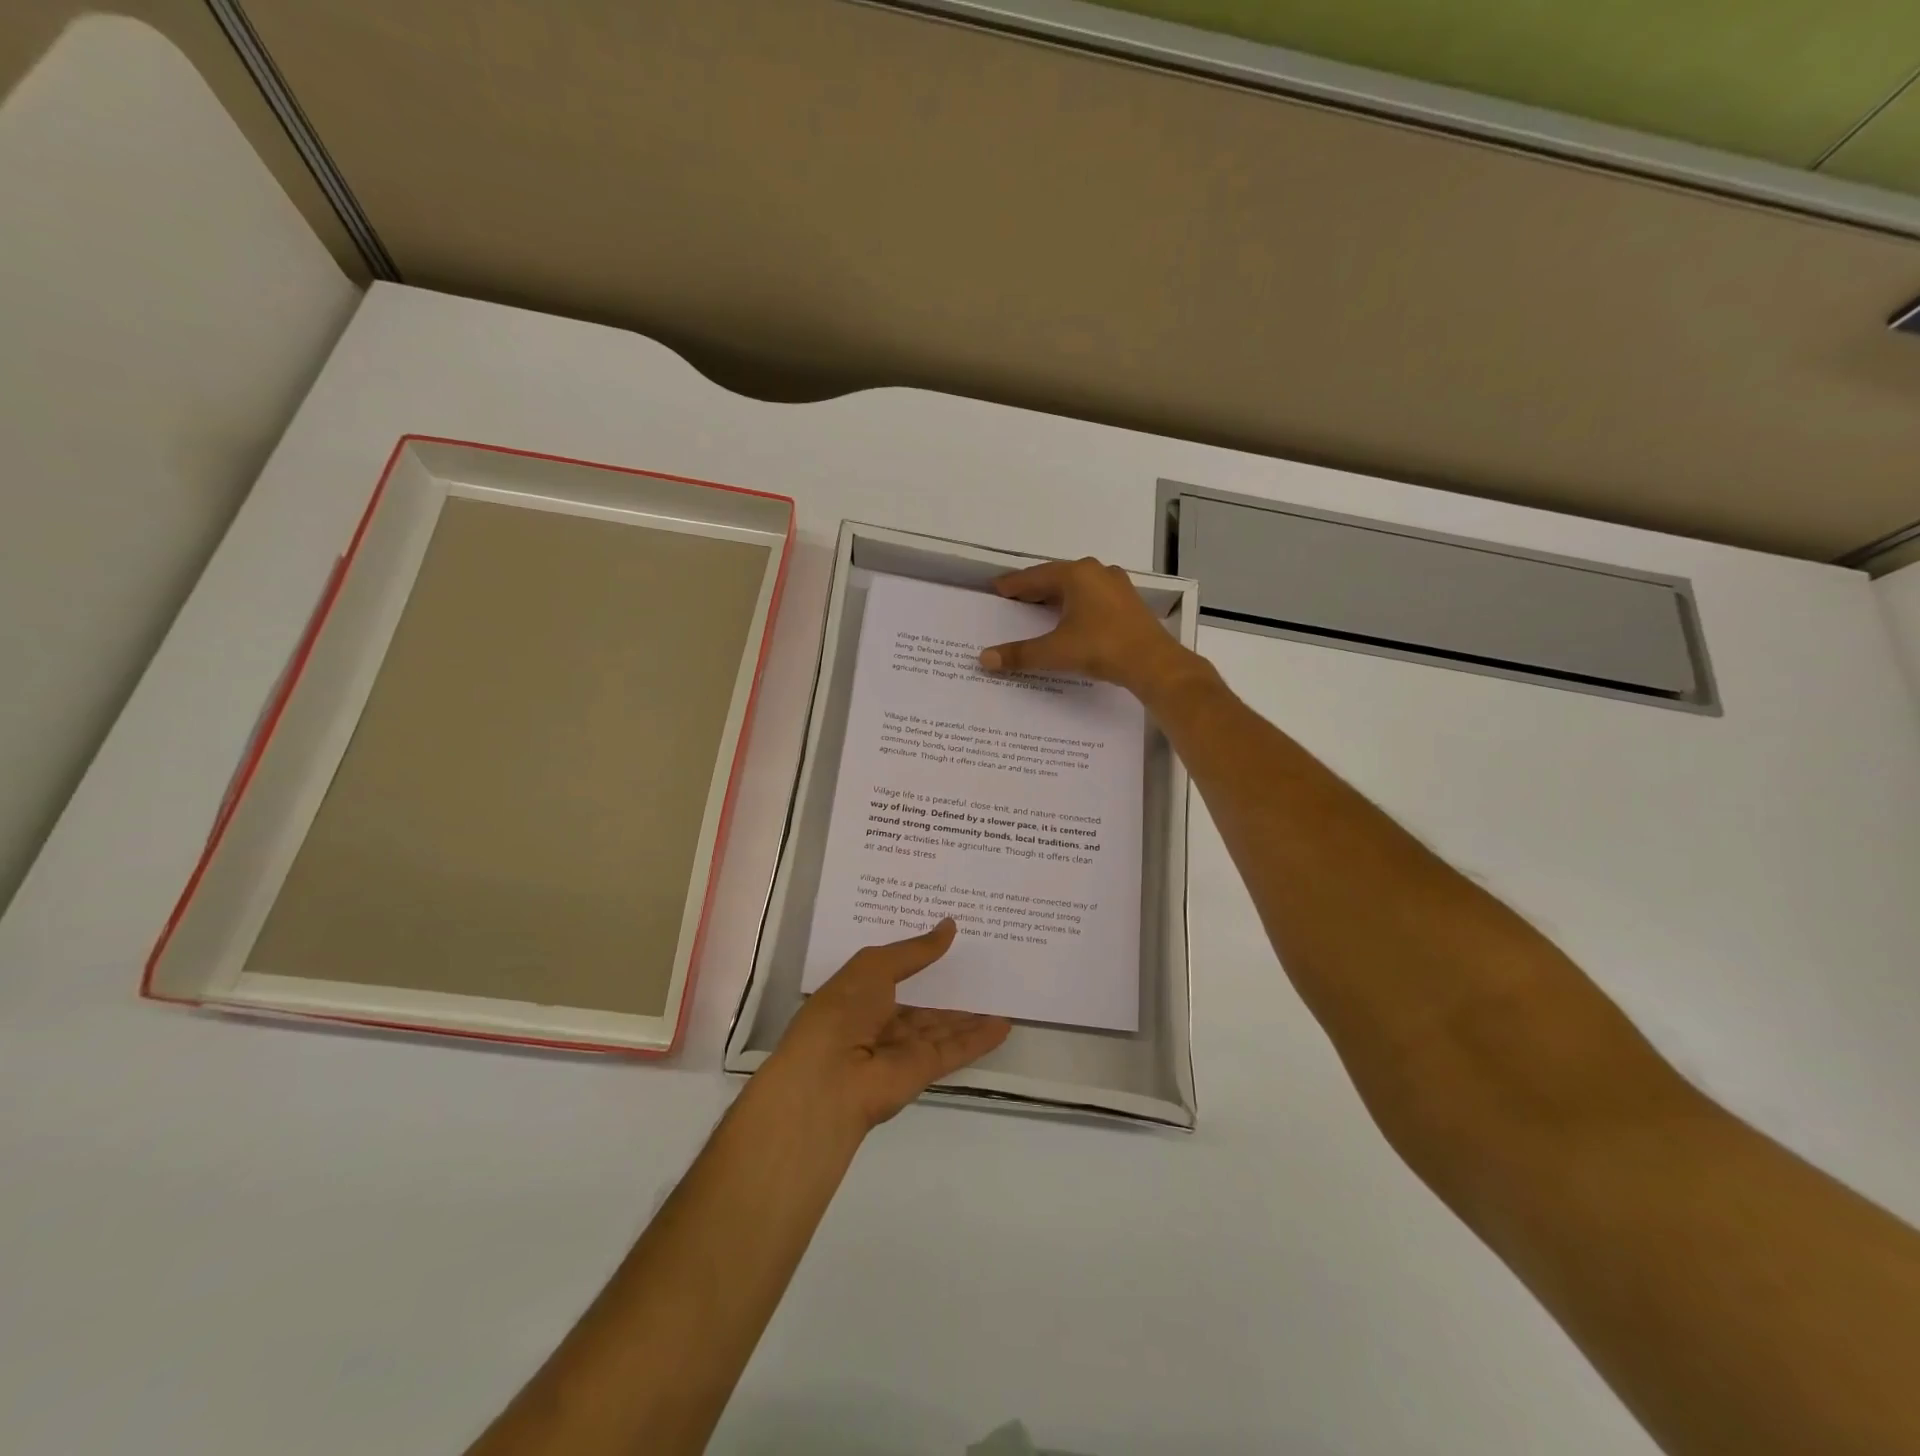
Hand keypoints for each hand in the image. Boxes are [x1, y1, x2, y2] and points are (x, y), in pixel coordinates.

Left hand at [765, 920, 1011, 1133]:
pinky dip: (979, 1039)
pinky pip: (955, 1049)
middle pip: (923, 1001)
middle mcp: (880, 1020)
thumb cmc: (842, 1011)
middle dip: (948, 983)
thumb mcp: (874, 966)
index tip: (949, 935)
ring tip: (1000, 990)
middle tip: (983, 959)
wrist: (829, 1080)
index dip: (920, 954)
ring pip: (943, 1026)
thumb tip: (949, 925)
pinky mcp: (922, 1070)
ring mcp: (902, 1048)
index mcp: (860, 993)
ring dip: (970, 1012)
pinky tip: (1003, 1024)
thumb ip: (915, 950)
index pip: (895, 970)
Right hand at [979, 557, 1201, 702]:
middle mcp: (1097, 572)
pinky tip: (1071, 618)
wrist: (1153, 663)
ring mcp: (1117, 586)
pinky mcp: (1129, 603)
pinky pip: (1093, 597)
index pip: (1035, 577)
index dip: (1014, 584)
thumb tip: (985, 659)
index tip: (997, 588)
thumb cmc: (1101, 648)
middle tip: (1014, 598)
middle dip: (1035, 588)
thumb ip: (1019, 654)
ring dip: (1058, 595)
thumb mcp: (1055, 651)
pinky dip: (1076, 604)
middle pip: (1057, 578)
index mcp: (1076, 575)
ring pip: (1078, 586)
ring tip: (1039, 607)